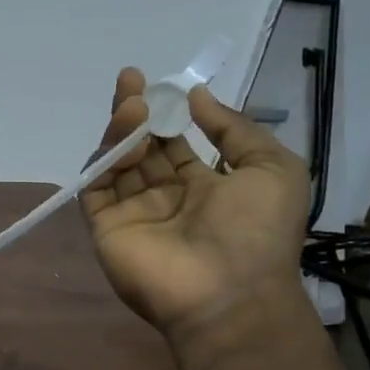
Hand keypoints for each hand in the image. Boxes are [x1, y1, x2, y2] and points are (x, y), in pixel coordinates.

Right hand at [82, 68, 310, 340]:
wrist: (228, 292)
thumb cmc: (257, 231)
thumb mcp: (273, 169)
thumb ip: (235, 128)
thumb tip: (197, 97)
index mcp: (206, 187)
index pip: (176, 144)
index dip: (168, 115)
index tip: (161, 86)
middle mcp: (166, 197)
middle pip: (142, 147)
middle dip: (137, 111)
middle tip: (130, 77)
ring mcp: (134, 212)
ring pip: (118, 161)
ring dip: (122, 128)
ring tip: (131, 102)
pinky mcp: (107, 226)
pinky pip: (96, 186)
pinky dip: (103, 160)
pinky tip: (123, 137)